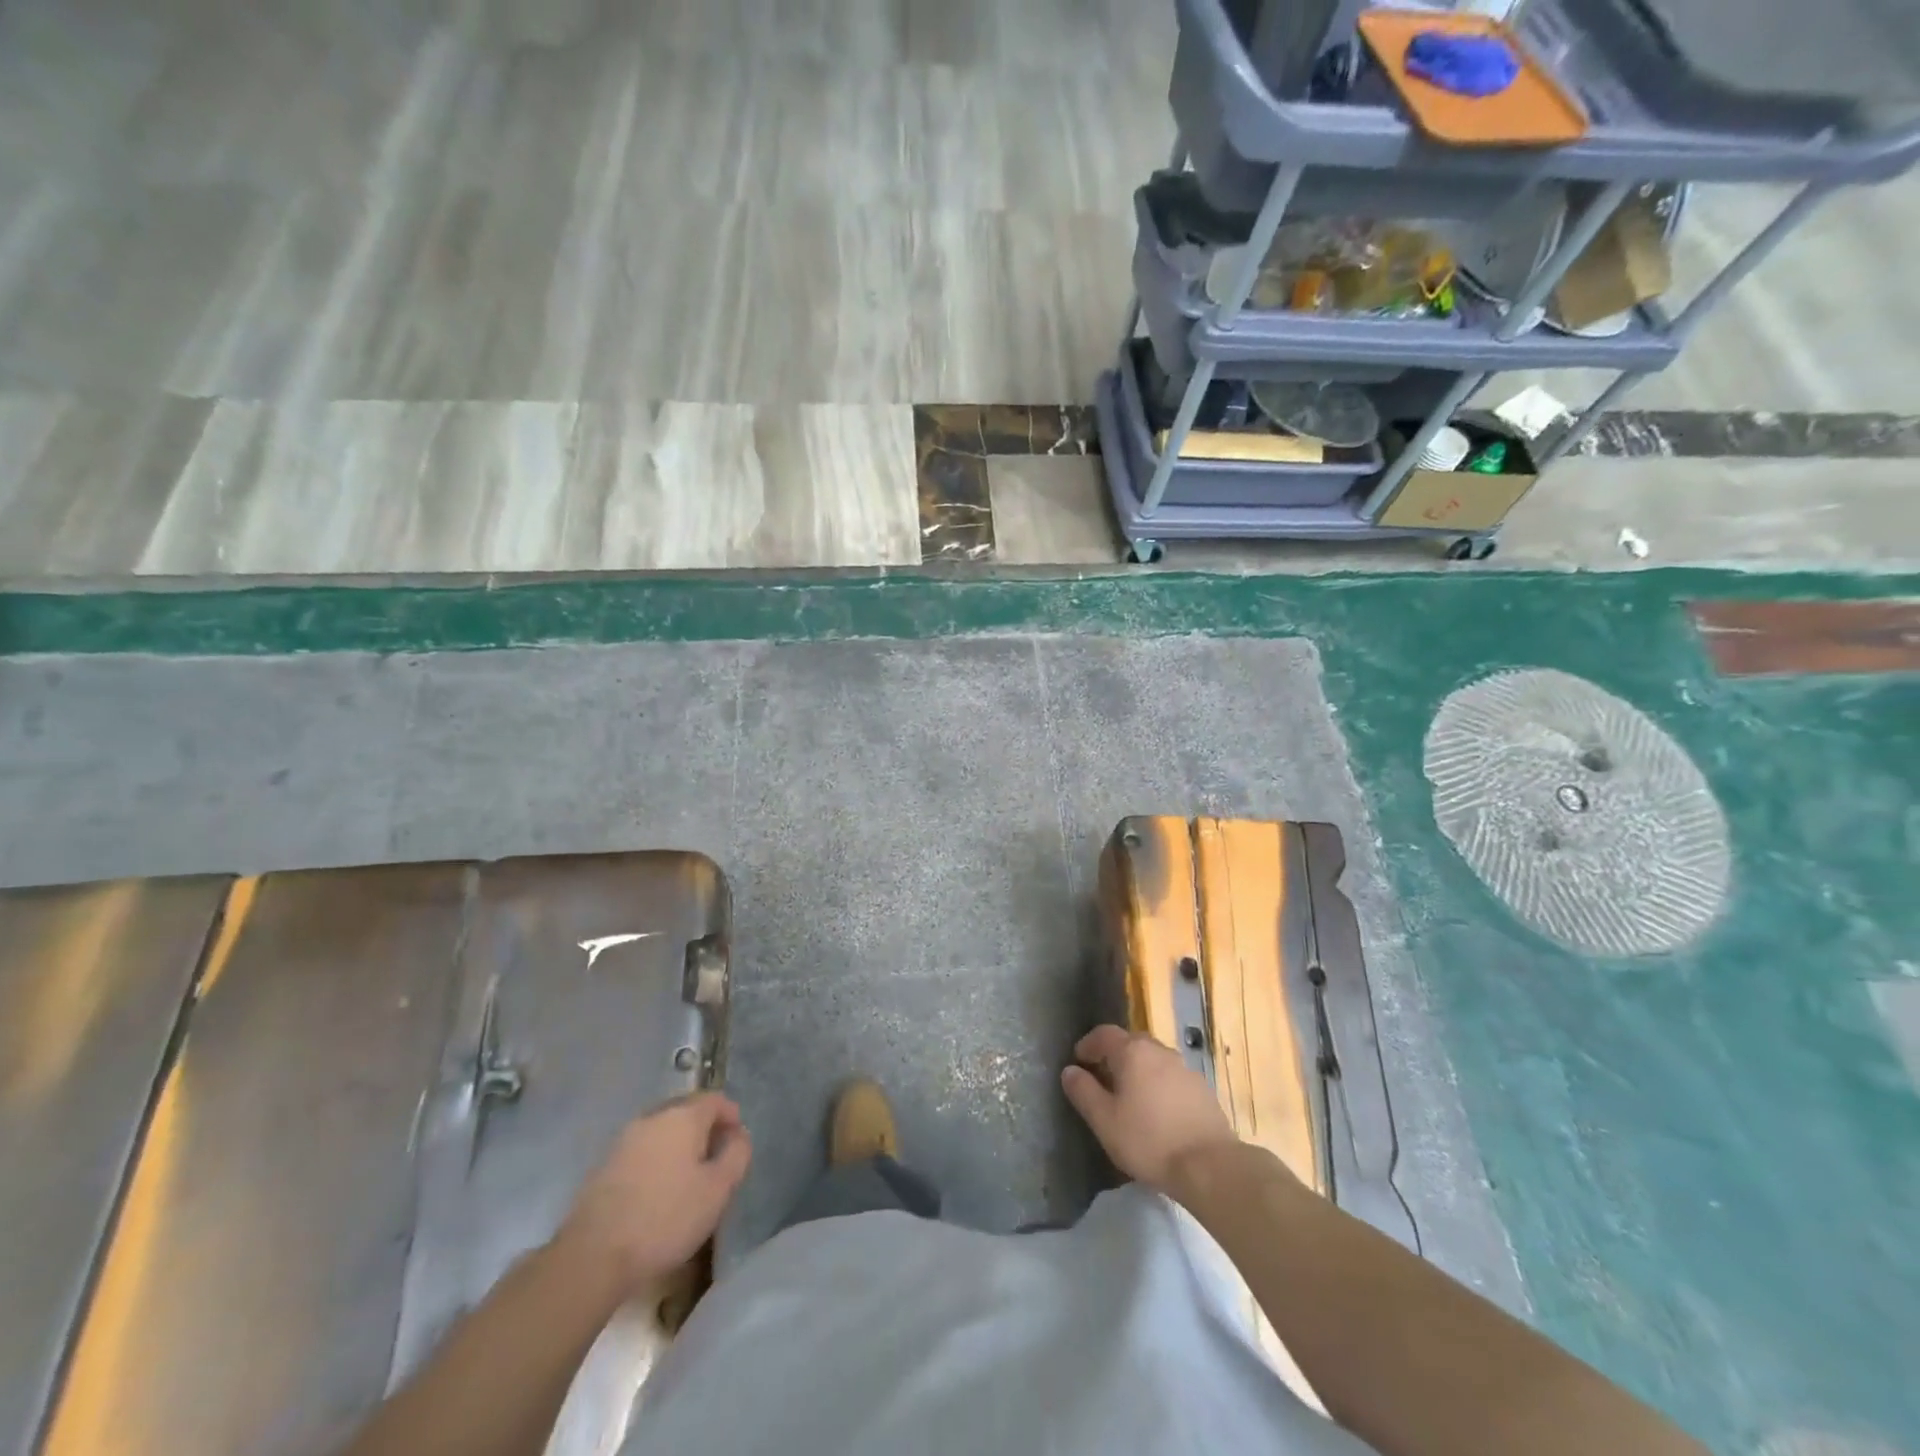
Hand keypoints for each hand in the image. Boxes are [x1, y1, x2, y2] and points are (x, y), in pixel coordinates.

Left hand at [557, 1093, 750, 1295]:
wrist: (592, 1256)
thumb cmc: (665, 1218)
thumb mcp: (718, 1190)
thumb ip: (737, 1155)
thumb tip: (738, 1135)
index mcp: (682, 1117)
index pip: (715, 1099)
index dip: (731, 1115)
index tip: (737, 1141)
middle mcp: (652, 1117)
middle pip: (686, 1111)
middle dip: (704, 1128)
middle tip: (715, 1158)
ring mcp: (624, 1140)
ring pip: (662, 1130)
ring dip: (679, 1144)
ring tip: (687, 1176)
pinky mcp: (604, 1165)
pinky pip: (641, 1150)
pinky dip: (656, 1159)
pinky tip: (657, 1190)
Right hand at [1061, 1025, 1238, 1191]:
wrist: (1210, 1165)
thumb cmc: (1149, 1140)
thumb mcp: (1105, 1120)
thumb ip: (1083, 1092)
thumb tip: (1070, 1071)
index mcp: (1132, 1052)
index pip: (1104, 1034)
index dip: (1088, 1044)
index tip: (1079, 1061)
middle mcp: (1159, 1050)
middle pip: (1131, 1042)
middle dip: (1114, 1055)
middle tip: (1102, 1077)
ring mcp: (1184, 1068)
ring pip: (1153, 1059)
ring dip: (1138, 1069)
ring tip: (1130, 1095)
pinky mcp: (1202, 1089)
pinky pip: (1171, 1076)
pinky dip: (1158, 1083)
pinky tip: (1157, 1110)